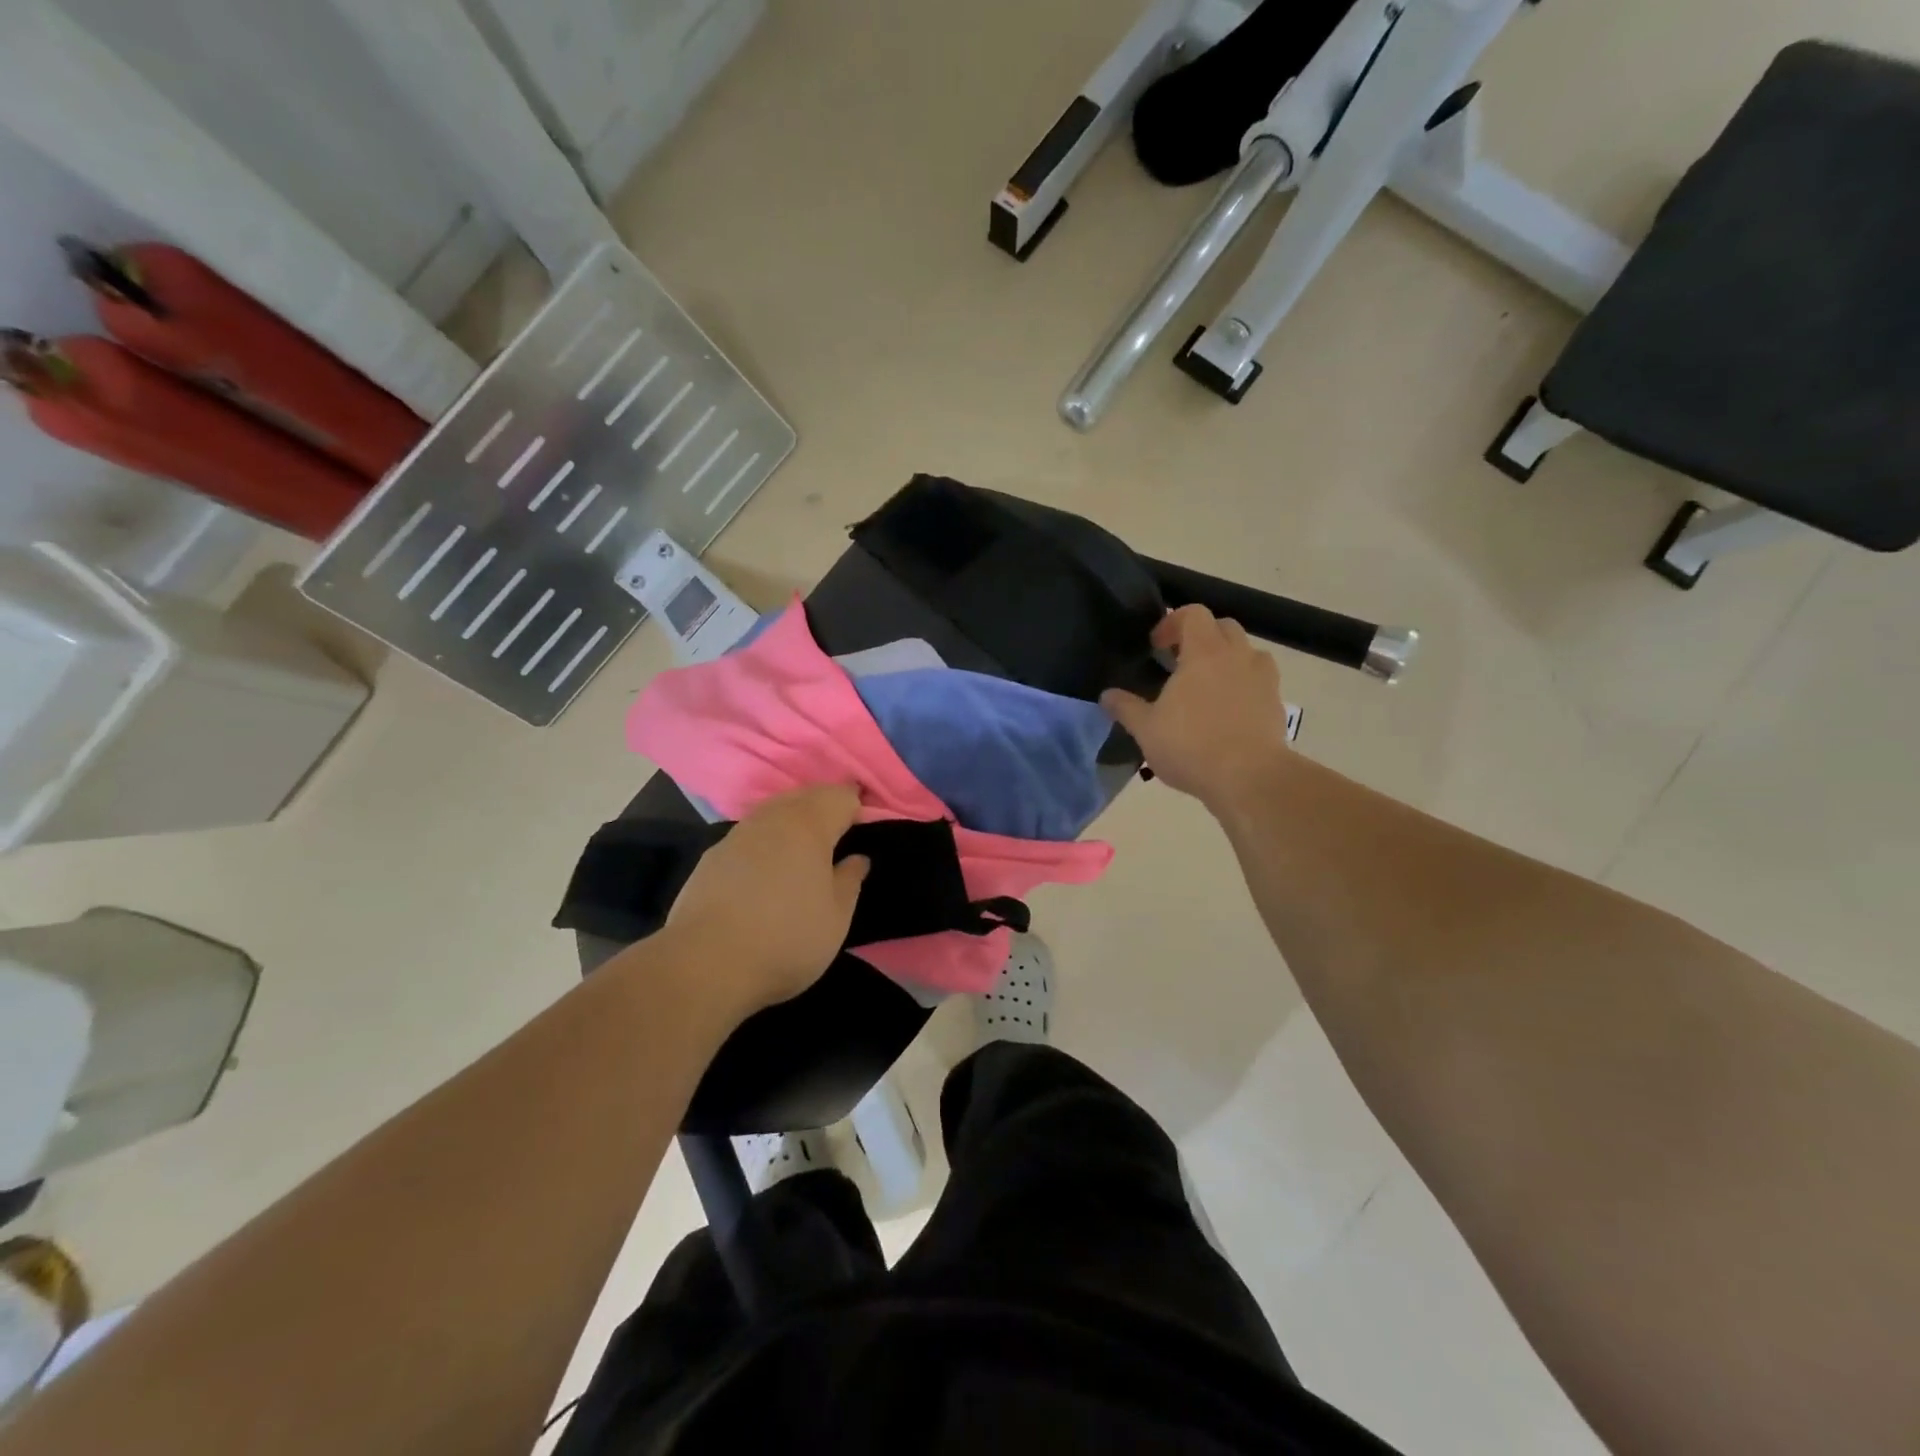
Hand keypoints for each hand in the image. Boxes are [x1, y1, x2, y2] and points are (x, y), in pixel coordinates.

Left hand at [666, 785, 869, 1014]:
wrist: (704, 964)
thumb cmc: (786, 938)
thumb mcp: (836, 917)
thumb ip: (850, 880)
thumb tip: (857, 858)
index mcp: (809, 825)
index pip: (841, 796)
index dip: (858, 806)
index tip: (866, 827)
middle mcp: (772, 818)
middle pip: (805, 796)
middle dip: (825, 808)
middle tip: (840, 836)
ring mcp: (737, 835)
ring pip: (774, 813)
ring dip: (793, 823)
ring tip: (805, 853)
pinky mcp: (712, 857)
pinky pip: (750, 836)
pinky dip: (765, 844)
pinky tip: (766, 871)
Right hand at [1101, 605, 1290, 810]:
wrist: (1250, 778)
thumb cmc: (1191, 746)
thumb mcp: (1146, 729)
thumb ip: (1125, 708)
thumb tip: (1106, 695)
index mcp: (1204, 652)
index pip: (1193, 613)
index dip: (1172, 622)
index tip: (1156, 646)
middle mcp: (1238, 656)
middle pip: (1224, 627)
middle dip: (1201, 637)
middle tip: (1180, 662)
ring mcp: (1263, 679)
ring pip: (1247, 652)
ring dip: (1227, 659)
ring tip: (1208, 686)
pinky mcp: (1277, 704)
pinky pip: (1260, 681)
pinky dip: (1244, 685)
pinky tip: (1228, 712)